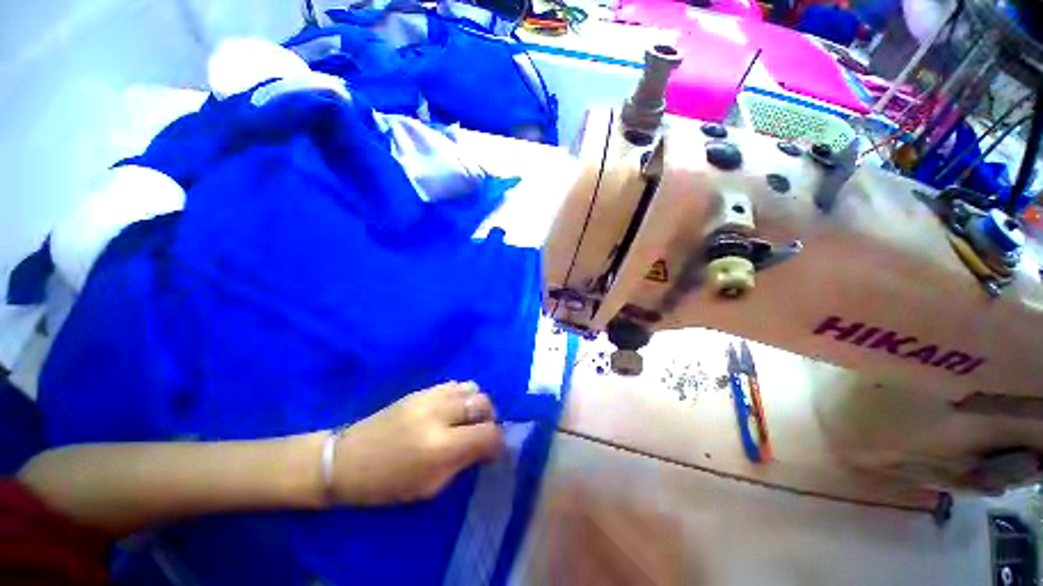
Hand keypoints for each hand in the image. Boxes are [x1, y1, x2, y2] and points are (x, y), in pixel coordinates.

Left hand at [330, 382, 503, 505]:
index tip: (495, 450)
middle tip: (481, 434)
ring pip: (472, 388)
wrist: (346, 459)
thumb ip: (463, 463)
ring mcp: (430, 396)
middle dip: (490, 419)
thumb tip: (487, 447)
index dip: (498, 443)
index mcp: (440, 446)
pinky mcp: (422, 389)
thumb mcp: (428, 487)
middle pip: (483, 403)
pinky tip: (452, 409)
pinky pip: (455, 384)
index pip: (488, 434)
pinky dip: (462, 396)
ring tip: (467, 419)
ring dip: (476, 404)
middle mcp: (439, 414)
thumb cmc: (386, 484)